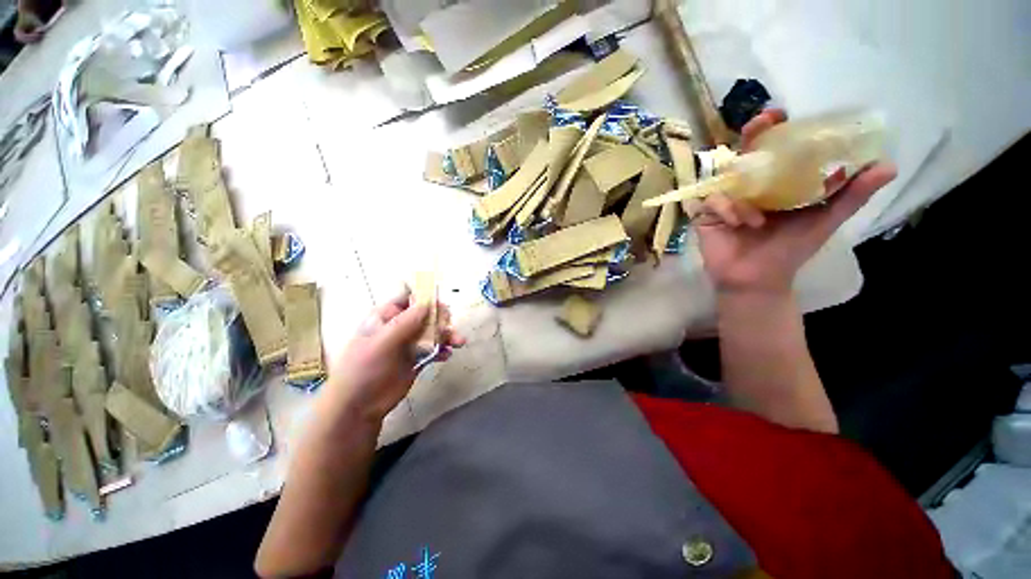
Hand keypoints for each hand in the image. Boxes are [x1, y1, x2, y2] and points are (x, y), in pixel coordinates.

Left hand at [316, 288, 465, 424]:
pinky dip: (443, 350)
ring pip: (433, 332)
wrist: (359, 406)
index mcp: (386, 317)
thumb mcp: (381, 342)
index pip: (408, 298)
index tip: (440, 304)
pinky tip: (447, 356)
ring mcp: (409, 343)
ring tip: (459, 342)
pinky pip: (434, 349)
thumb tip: (428, 302)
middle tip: (448, 326)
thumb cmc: (363, 369)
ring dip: (447, 335)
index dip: (425, 297)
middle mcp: (400, 327)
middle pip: (426, 314)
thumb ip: (405, 322)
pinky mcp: (417, 359)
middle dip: (441, 318)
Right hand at [690, 109, 896, 293]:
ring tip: (756, 219)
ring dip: (742, 192)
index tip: (781, 114)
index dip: (775, 130)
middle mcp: (749, 186)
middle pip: (745, 154)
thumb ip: (851, 195)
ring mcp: (726, 200)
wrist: (756, 280)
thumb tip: (889, 165)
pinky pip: (713, 201)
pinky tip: (739, 225)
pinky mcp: (707, 215)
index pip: (774, 150)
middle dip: (751, 136)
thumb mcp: (825, 220)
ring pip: (726, 177)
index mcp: (776, 184)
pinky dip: (728, 210)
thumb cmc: (789, 251)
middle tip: (762, 122)